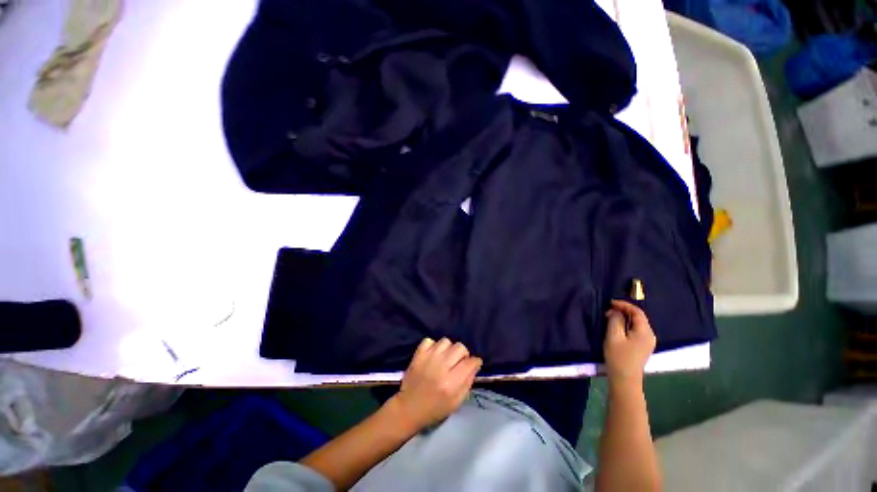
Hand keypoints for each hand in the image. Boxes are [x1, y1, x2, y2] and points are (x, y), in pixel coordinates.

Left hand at [390, 338, 482, 430]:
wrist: (409, 408)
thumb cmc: (435, 409)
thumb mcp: (456, 402)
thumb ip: (468, 382)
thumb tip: (475, 365)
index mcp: (451, 382)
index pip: (470, 362)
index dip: (475, 362)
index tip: (474, 364)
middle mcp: (441, 367)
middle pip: (460, 347)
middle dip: (463, 354)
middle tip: (459, 363)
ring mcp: (428, 358)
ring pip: (446, 341)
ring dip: (448, 349)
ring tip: (445, 358)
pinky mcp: (418, 354)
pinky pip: (429, 340)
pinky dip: (433, 345)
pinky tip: (433, 355)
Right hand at [604, 300, 655, 386]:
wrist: (625, 379)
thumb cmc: (618, 356)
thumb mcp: (613, 336)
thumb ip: (615, 320)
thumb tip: (616, 311)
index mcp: (645, 331)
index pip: (637, 312)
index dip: (624, 305)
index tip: (610, 303)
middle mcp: (650, 335)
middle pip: (638, 317)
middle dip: (623, 311)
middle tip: (607, 311)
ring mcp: (648, 341)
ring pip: (636, 323)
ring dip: (624, 318)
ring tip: (609, 318)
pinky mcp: (643, 346)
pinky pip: (635, 330)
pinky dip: (626, 325)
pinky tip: (616, 327)